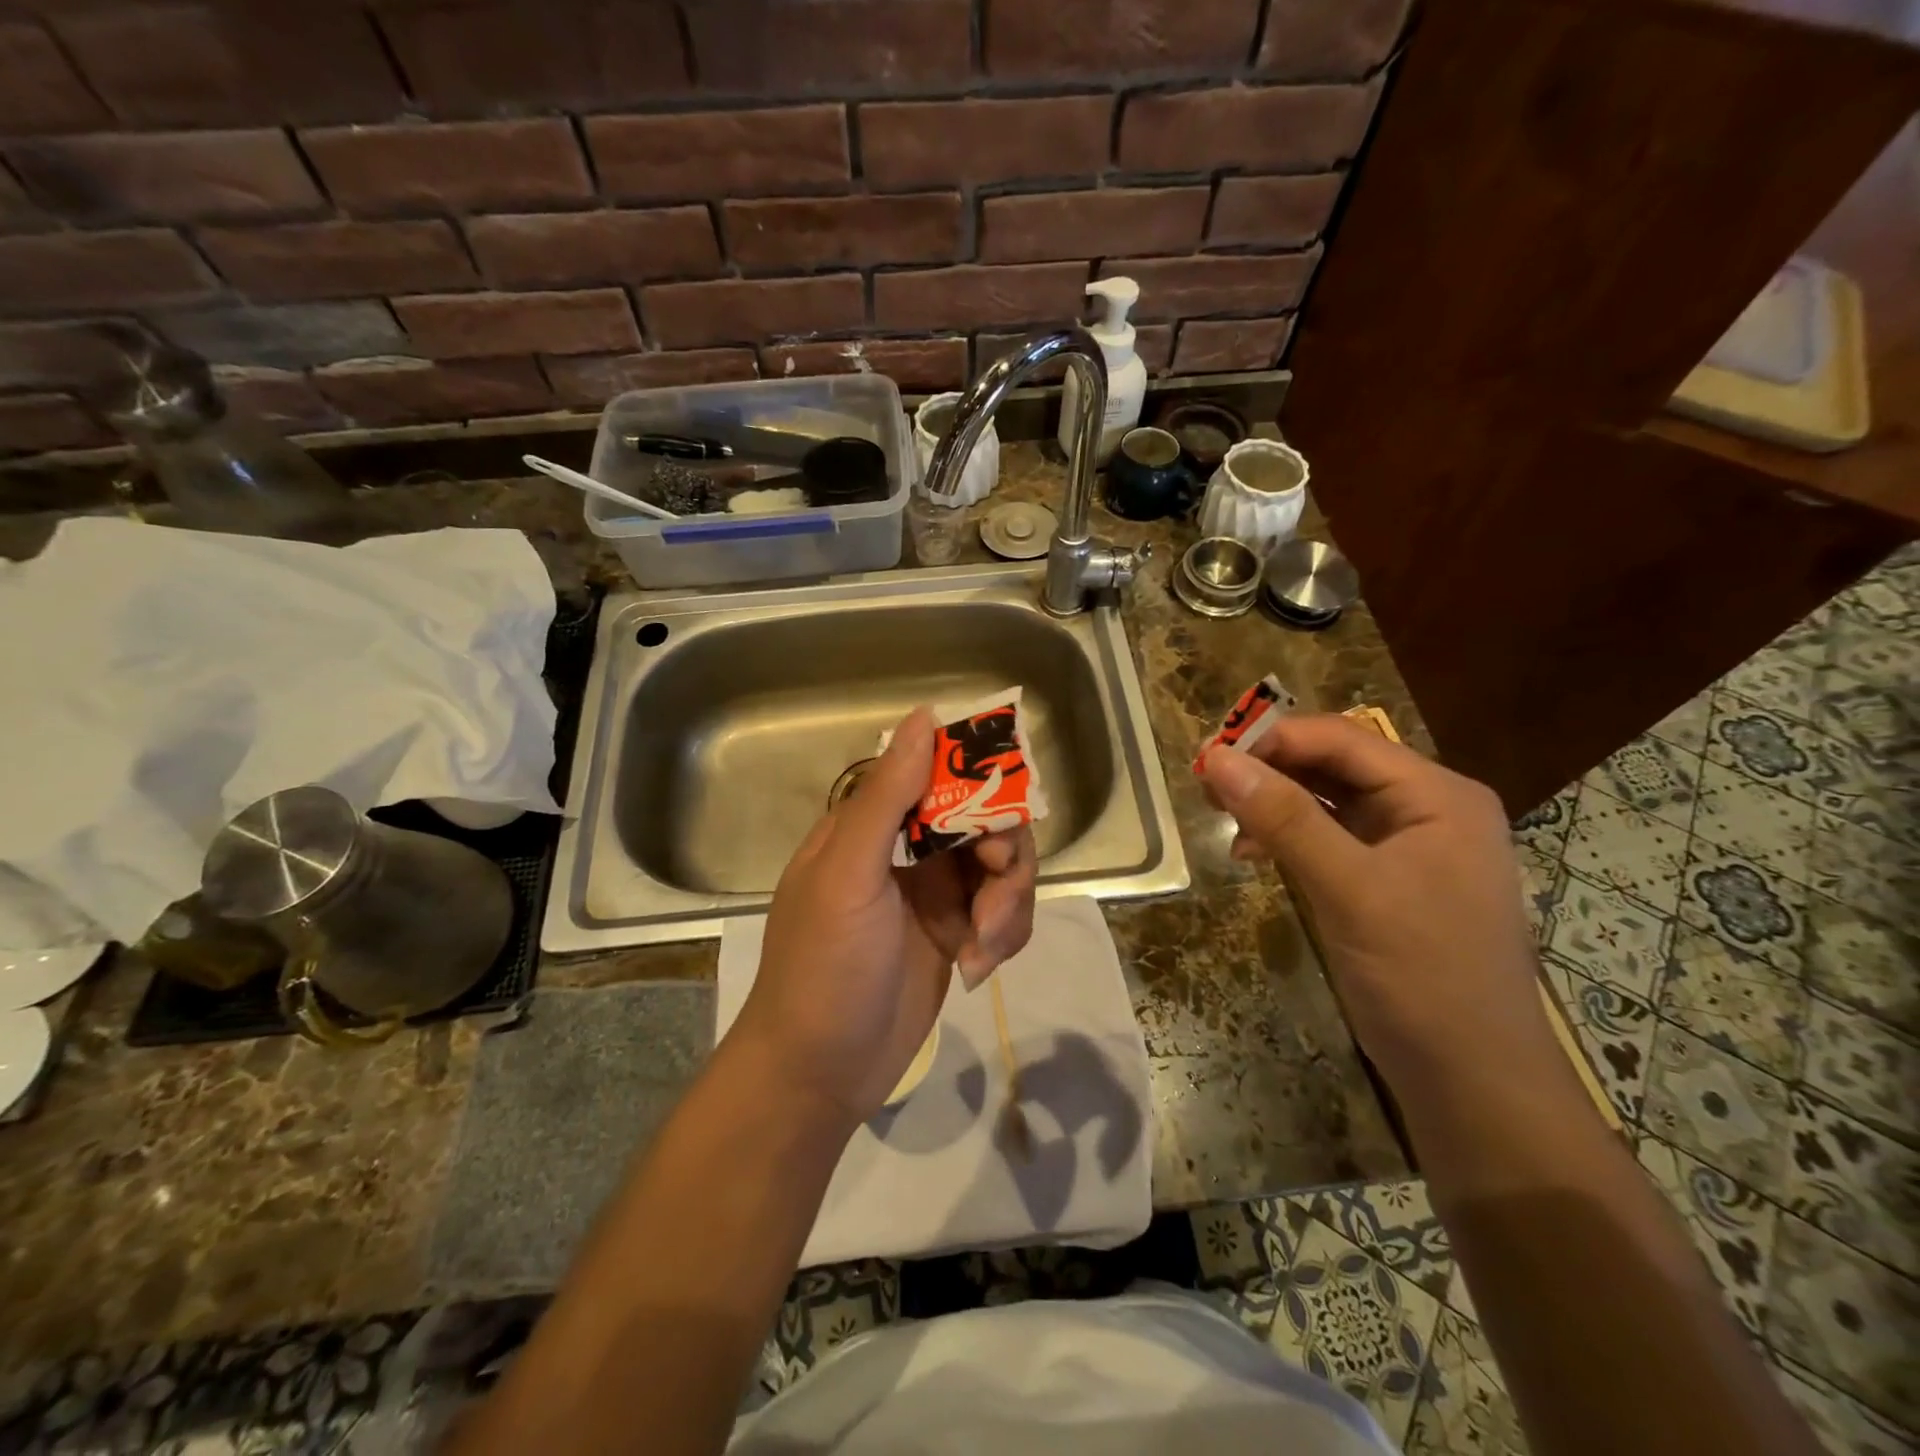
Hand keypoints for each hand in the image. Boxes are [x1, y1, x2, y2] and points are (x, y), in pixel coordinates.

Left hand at [730, 707, 1038, 1124]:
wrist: (818, 1074)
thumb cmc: (823, 967)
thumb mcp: (849, 876)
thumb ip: (887, 796)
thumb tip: (923, 715)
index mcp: (872, 823)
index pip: (938, 772)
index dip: (980, 780)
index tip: (1004, 807)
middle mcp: (906, 848)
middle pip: (985, 819)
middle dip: (1002, 856)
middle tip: (993, 893)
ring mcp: (934, 893)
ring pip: (1002, 868)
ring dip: (1008, 903)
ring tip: (983, 947)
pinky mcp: (956, 934)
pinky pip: (1003, 913)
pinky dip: (1005, 935)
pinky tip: (978, 970)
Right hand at [1198, 714, 1555, 1094]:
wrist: (1473, 1081)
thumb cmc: (1422, 974)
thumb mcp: (1349, 888)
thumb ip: (1284, 817)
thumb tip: (1217, 758)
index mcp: (1437, 795)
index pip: (1343, 740)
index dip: (1272, 740)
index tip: (1208, 757)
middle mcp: (1426, 808)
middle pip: (1335, 764)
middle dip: (1270, 769)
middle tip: (1206, 786)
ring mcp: (1408, 846)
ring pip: (1327, 800)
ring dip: (1274, 802)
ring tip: (1223, 818)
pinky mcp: (1387, 880)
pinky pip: (1329, 837)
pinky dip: (1288, 836)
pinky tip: (1254, 852)